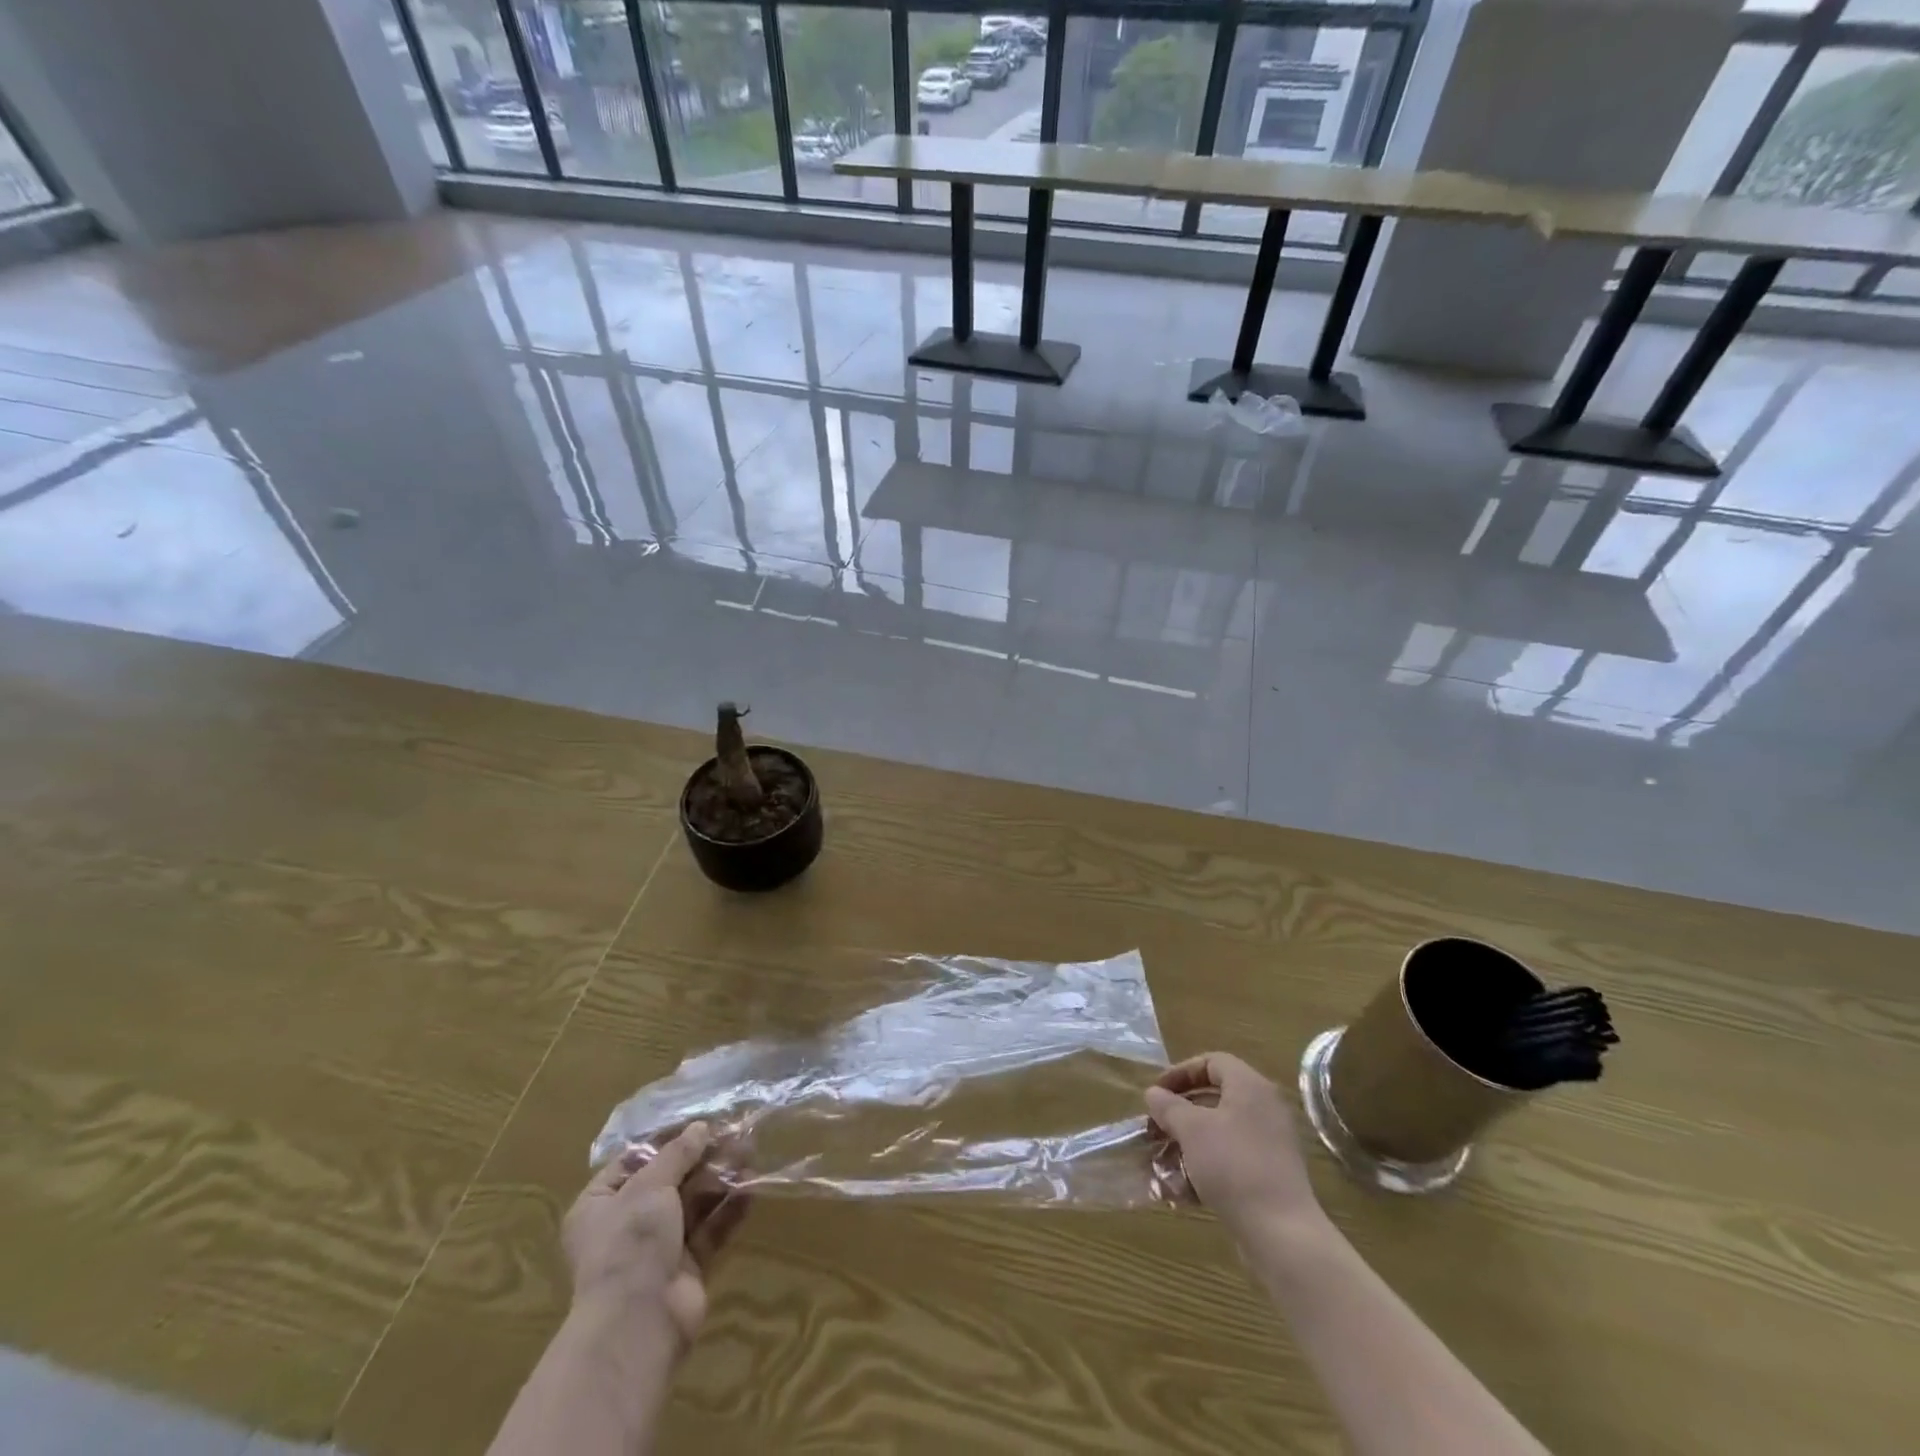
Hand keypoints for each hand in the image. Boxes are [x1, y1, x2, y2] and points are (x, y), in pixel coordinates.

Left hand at [561, 1122, 748, 1349]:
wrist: (638, 1324)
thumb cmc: (629, 1243)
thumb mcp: (649, 1186)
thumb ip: (677, 1153)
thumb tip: (700, 1127)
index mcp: (600, 1204)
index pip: (635, 1160)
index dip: (669, 1138)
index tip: (702, 1119)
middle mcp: (626, 1225)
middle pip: (670, 1180)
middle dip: (703, 1157)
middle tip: (736, 1133)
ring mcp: (657, 1249)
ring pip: (693, 1203)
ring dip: (721, 1178)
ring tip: (750, 1152)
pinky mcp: (686, 1268)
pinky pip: (710, 1230)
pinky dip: (729, 1208)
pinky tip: (752, 1187)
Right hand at [1145, 1053, 1321, 1236]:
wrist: (1281, 1233)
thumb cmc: (1233, 1165)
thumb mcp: (1191, 1130)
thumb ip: (1169, 1106)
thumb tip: (1154, 1094)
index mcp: (1250, 1087)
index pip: (1212, 1062)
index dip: (1180, 1072)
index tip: (1156, 1093)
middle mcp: (1265, 1109)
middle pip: (1216, 1097)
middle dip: (1181, 1111)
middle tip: (1157, 1125)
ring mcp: (1271, 1144)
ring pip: (1221, 1131)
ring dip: (1189, 1142)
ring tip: (1164, 1160)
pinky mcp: (1271, 1176)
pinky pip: (1232, 1158)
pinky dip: (1206, 1166)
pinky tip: (1183, 1190)